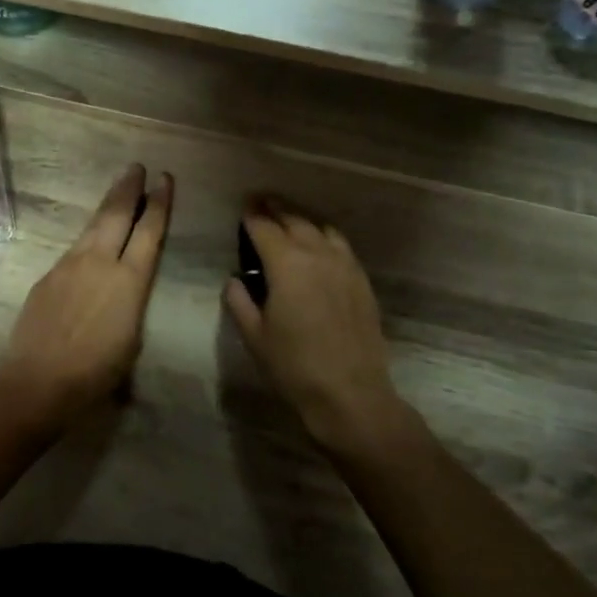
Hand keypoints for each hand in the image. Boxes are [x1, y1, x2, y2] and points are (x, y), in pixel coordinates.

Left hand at [0, 165, 173, 416]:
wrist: (39, 379)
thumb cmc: (97, 370)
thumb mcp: (131, 338)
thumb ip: (132, 304)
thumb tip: (126, 291)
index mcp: (129, 280)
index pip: (149, 231)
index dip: (160, 204)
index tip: (164, 180)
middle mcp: (100, 262)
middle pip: (117, 214)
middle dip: (129, 188)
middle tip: (137, 167)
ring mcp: (70, 265)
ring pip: (93, 226)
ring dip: (107, 206)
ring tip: (117, 191)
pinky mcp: (48, 275)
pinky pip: (74, 249)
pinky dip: (88, 238)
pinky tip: (90, 241)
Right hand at [223, 200, 407, 454]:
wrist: (350, 393)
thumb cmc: (294, 366)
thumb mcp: (254, 336)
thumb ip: (240, 301)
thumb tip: (235, 280)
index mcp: (286, 264)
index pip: (264, 227)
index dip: (251, 216)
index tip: (242, 208)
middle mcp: (317, 254)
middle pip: (294, 220)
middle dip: (275, 209)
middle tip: (261, 203)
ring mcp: (344, 265)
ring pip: (321, 228)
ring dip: (301, 220)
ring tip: (289, 221)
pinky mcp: (361, 280)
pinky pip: (341, 245)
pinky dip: (324, 237)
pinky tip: (318, 247)